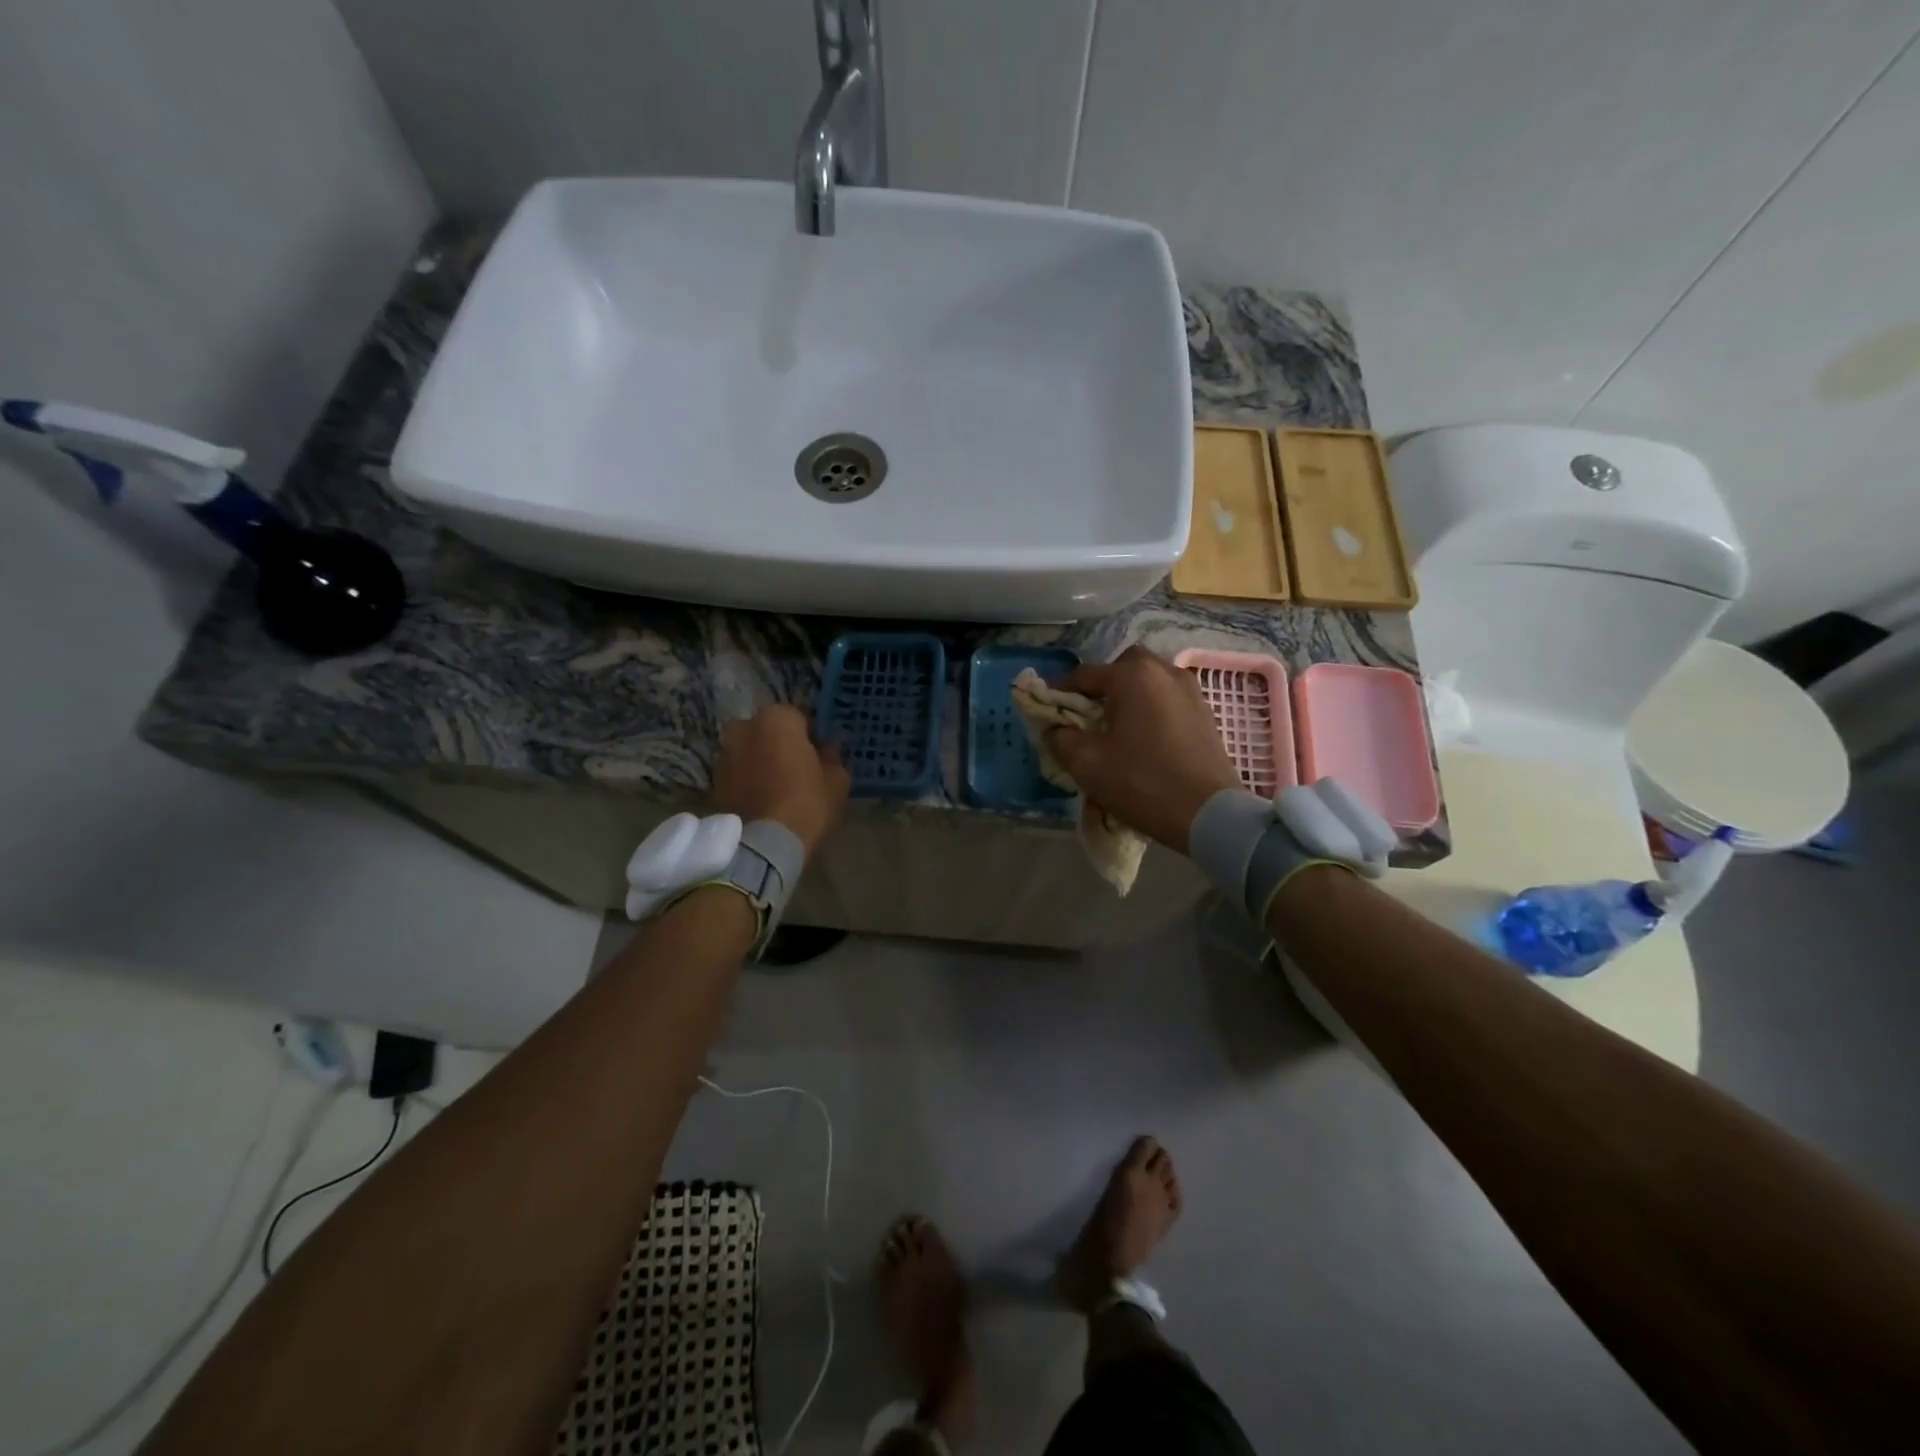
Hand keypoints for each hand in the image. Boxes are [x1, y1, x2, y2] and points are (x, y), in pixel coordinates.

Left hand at [710, 704, 850, 856]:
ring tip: (777, 787)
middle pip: (769, 731)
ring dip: (761, 761)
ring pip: (750, 750)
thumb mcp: (837, 779)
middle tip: (797, 770)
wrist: (764, 844)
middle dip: (780, 745)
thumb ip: (833, 756)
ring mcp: (724, 752)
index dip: (811, 737)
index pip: (800, 718)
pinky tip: (762, 799)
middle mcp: (745, 726)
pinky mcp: (713, 779)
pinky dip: (747, 779)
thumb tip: (828, 747)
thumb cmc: (807, 803)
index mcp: (777, 718)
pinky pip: (738, 771)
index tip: (819, 757)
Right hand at [1045, 646, 1241, 853]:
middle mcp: (1164, 671)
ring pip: (1148, 681)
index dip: (1059, 692)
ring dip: (1128, 696)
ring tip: (1115, 727)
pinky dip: (1150, 708)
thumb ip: (1060, 738)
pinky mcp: (1205, 712)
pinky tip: (1143, 737)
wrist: (1209, 813)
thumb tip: (1055, 728)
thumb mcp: (1087, 764)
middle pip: (1122, 667)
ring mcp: (1190, 690)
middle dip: (1101, 686)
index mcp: (1133, 676)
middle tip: (1087, 715)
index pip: (1084, 675)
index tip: (1045, 711)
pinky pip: (1167, 698)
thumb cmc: (1142, 782)